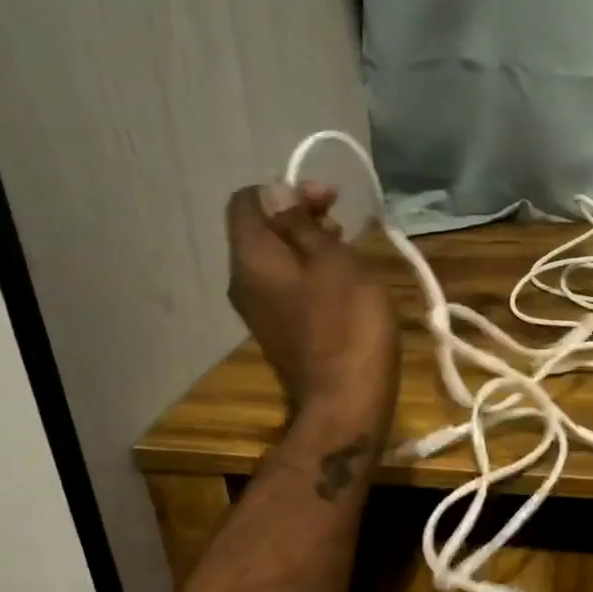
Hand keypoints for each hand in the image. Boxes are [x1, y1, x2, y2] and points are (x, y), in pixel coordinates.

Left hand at [226, 182, 398, 433]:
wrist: (346, 402)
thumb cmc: (348, 324)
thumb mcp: (333, 262)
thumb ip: (301, 224)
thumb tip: (272, 192)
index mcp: (251, 258)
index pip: (247, 201)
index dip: (286, 189)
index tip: (329, 199)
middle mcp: (244, 282)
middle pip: (260, 230)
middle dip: (300, 215)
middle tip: (343, 223)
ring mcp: (260, 310)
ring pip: (276, 260)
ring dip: (308, 245)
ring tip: (349, 251)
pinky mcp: (280, 331)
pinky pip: (287, 287)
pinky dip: (310, 273)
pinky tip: (342, 284)